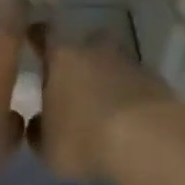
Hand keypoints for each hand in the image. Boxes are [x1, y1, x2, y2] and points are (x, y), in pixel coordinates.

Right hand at [30, 36, 184, 184]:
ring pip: (109, 60)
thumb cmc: (85, 139)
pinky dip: (126, 92)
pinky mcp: (151, 75)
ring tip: (101, 104)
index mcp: (61, 56)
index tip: (32, 38)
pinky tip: (125, 117)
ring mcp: (125, 58)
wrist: (146, 137)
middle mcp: (92, 47)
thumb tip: (38, 123)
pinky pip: (131, 80)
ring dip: (104, 76)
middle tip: (71, 83)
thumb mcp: (49, 149)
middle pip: (81, 44)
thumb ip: (38, 132)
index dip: (36, 36)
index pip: (43, 34)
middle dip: (76, 59)